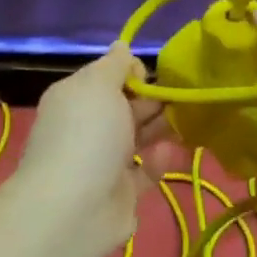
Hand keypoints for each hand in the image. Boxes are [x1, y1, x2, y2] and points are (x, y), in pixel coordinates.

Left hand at [9, 45, 182, 256]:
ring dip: (160, 127)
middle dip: (152, 99)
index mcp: (76, 97)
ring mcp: (104, 161)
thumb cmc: (87, 135)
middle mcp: (88, 126)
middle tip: (176, 98)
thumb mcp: (99, 85)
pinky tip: (166, 153)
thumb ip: (115, 64)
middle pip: (126, 105)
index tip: (148, 75)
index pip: (107, 75)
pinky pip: (146, 170)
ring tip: (183, 120)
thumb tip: (121, 45)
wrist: (73, 211)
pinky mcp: (122, 192)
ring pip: (139, 136)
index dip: (130, 71)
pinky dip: (158, 161)